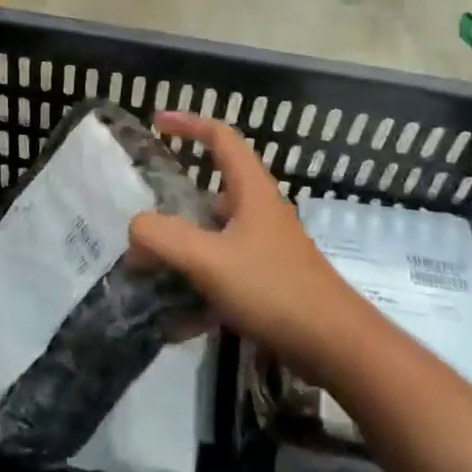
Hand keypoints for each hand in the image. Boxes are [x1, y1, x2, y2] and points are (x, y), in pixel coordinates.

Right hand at [129, 112, 360, 373]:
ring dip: (181, 249)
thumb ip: (164, 238)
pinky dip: (197, 286)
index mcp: (251, 191)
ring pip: (213, 235)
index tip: (156, 123)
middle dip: (174, 200)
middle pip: (211, 189)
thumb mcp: (210, 260)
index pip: (221, 137)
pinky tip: (176, 319)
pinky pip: (221, 273)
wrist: (337, 347)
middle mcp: (258, 213)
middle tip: (142, 216)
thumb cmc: (274, 289)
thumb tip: (135, 229)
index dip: (188, 123)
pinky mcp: (266, 282)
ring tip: (147, 269)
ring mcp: (264, 249)